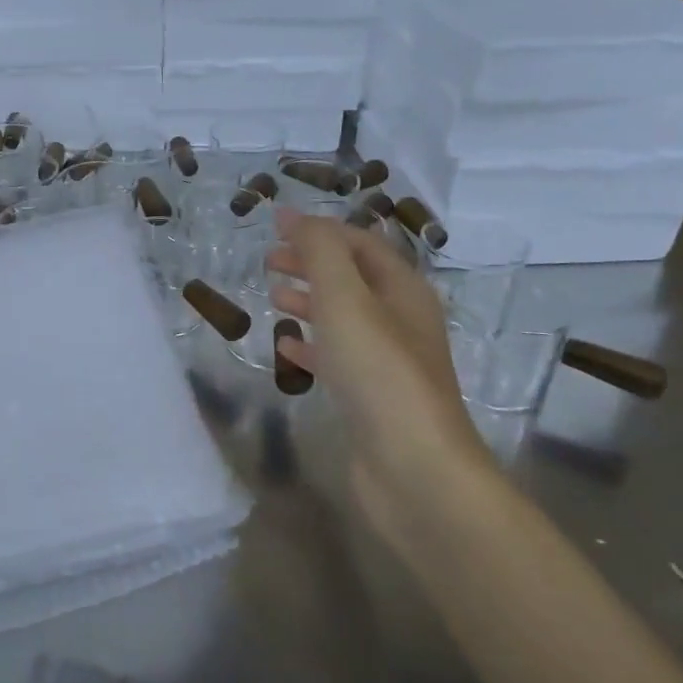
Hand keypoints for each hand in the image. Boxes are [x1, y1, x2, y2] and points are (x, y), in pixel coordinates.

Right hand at [267, 209, 474, 466]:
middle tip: (269, 260)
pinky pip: (337, 358)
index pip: (360, 243)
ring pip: (343, 317)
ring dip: (310, 301)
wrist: (413, 467)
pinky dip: (311, 344)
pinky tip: (286, 347)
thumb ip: (320, 251)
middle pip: (352, 277)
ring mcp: (388, 362)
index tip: (274, 225)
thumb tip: (294, 215)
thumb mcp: (345, 298)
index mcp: (403, 290)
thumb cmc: (378, 371)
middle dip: (311, 263)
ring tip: (273, 296)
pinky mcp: (372, 397)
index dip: (318, 230)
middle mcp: (400, 320)